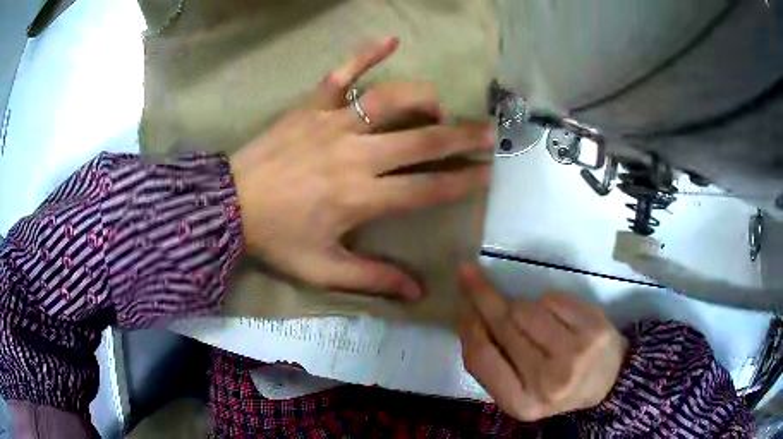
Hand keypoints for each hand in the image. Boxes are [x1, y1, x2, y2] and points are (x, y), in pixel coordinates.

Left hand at [229, 38, 493, 299]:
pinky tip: (391, 39)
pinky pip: (342, 73)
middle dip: (461, 137)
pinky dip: (366, 53)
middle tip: (488, 131)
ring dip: (423, 98)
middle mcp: (355, 155)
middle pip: (421, 141)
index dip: (461, 182)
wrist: (228, 206)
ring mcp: (332, 123)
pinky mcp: (310, 106)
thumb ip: (372, 279)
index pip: (426, 188)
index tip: (487, 174)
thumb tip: (417, 292)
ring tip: (439, 105)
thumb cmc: (276, 239)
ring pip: (390, 100)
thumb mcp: (322, 270)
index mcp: (360, 197)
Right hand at [458, 263, 627, 420]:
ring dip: (520, 306)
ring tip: (531, 320)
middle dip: (483, 297)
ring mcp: (575, 352)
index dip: (469, 329)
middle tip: (467, 273)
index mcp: (522, 403)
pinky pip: (553, 299)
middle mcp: (548, 381)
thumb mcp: (519, 392)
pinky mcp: (594, 326)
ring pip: (528, 309)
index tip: (462, 307)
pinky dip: (546, 301)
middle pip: (505, 326)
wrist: (608, 382)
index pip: (483, 360)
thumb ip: (493, 366)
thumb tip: (471, 318)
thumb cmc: (555, 388)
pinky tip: (553, 316)